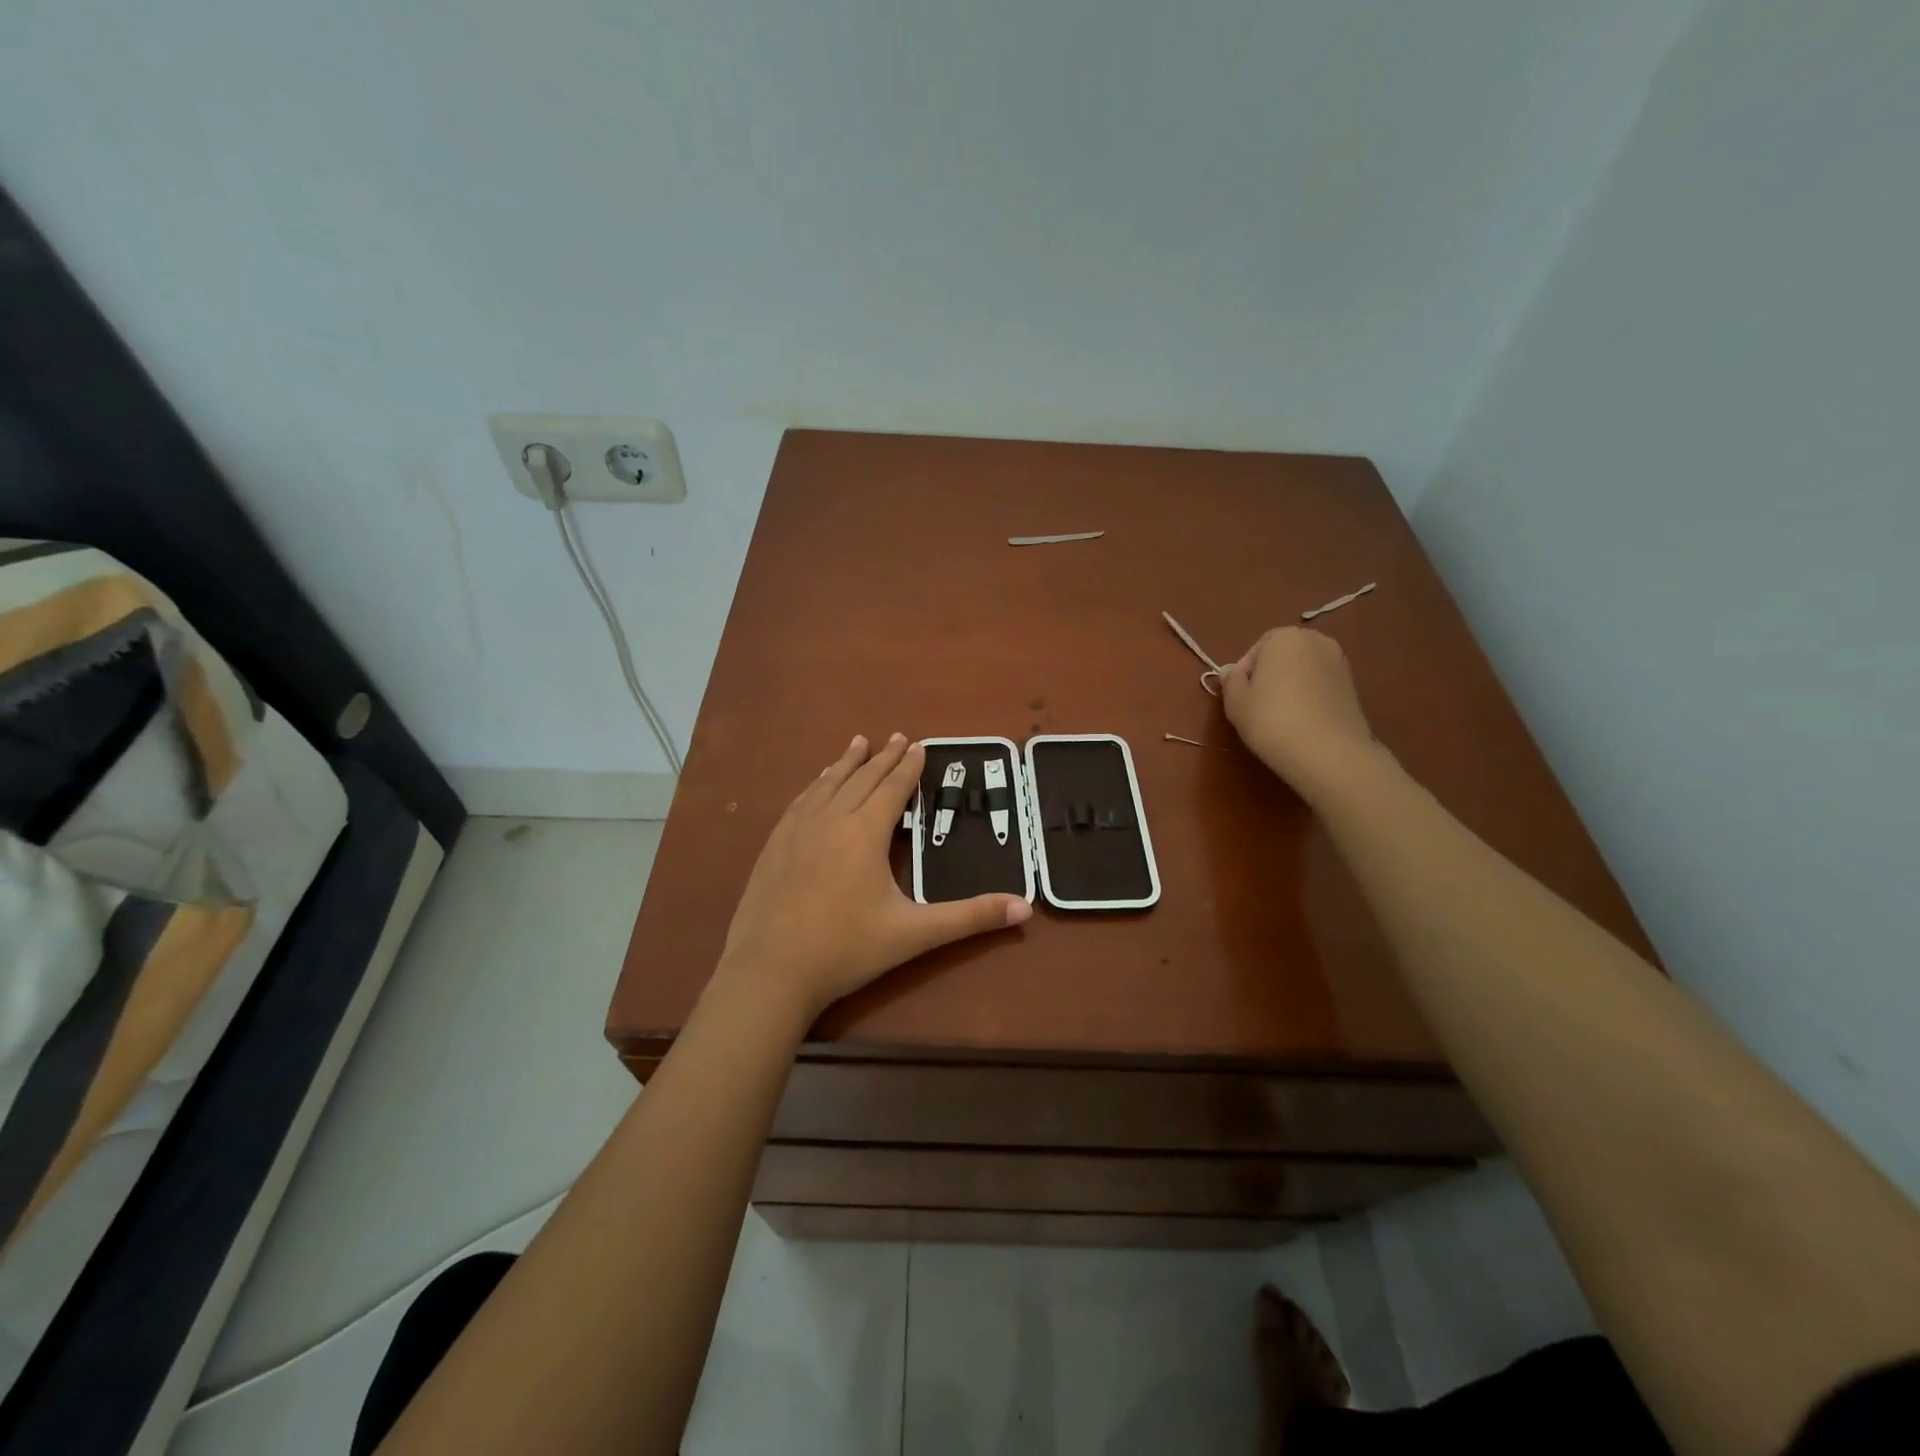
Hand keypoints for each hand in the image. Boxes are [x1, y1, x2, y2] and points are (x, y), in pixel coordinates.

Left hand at [716, 734, 1031, 1022]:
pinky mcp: (773, 845)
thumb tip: (1025, 907)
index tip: (918, 745)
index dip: (908, 767)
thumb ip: (970, 918)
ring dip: (846, 763)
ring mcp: (796, 831)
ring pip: (827, 784)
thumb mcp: (914, 934)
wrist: (769, 973)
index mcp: (864, 834)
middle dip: (882, 758)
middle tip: (897, 737)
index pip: (892, 789)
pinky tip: (816, 783)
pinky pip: (800, 801)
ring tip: (858, 743)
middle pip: (861, 779)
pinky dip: (815, 784)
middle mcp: (830, 821)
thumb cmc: (846, 950)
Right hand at [1220, 627, 1380, 797]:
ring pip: (1302, 671)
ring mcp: (1339, 662)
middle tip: (1257, 706)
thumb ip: (1230, 681)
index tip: (1240, 698)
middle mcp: (1316, 640)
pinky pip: (1320, 686)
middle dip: (1269, 676)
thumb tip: (1231, 672)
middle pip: (1281, 657)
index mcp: (1284, 636)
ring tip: (1280, 716)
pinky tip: (1302, 722)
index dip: (1243, 675)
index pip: (1255, 651)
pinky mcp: (1353, 686)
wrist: (1327, 751)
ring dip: (1290, 687)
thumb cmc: (1271, 720)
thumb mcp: (1235, 702)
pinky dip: (1309, 697)